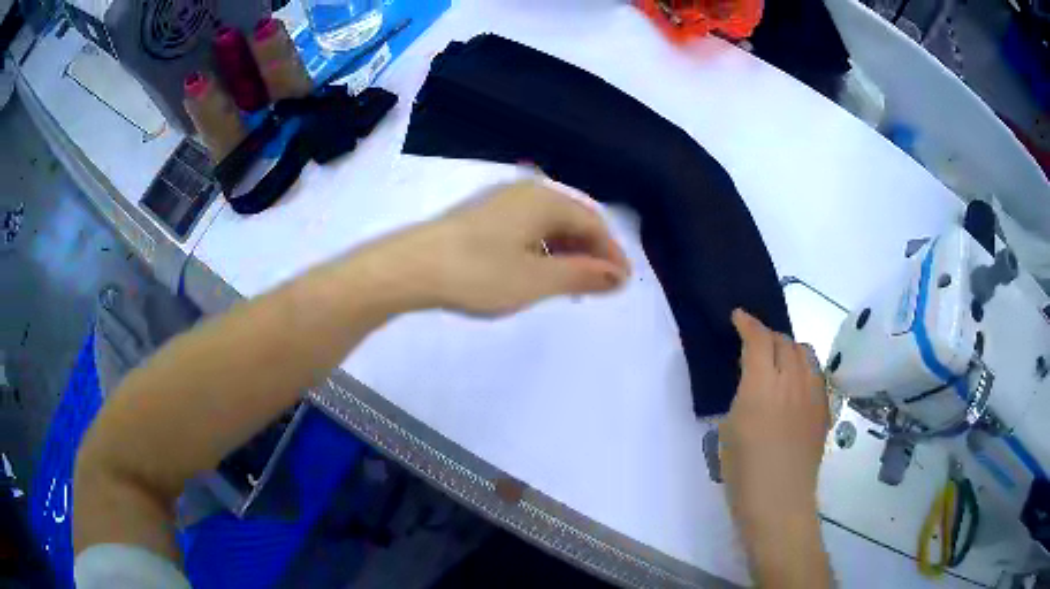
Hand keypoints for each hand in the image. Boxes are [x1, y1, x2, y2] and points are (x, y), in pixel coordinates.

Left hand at [357, 180, 630, 315]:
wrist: (410, 267)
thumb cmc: (479, 273)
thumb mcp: (537, 280)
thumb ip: (582, 275)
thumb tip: (619, 276)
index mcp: (545, 200)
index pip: (594, 223)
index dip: (612, 253)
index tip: (622, 284)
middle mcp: (526, 193)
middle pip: (572, 220)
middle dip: (590, 253)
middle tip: (599, 287)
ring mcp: (501, 202)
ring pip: (548, 226)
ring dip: (566, 253)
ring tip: (571, 285)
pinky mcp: (482, 216)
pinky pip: (527, 229)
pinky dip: (542, 251)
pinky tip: (536, 272)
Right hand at [721, 309, 829, 528]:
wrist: (780, 501)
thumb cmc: (743, 472)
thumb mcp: (729, 429)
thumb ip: (743, 395)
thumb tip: (753, 380)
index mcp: (761, 386)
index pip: (758, 339)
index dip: (747, 323)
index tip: (738, 317)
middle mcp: (792, 381)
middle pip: (784, 341)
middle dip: (768, 336)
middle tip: (755, 344)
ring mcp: (813, 394)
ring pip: (805, 353)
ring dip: (789, 348)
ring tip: (778, 360)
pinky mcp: (824, 408)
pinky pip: (816, 374)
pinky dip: (804, 368)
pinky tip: (795, 384)